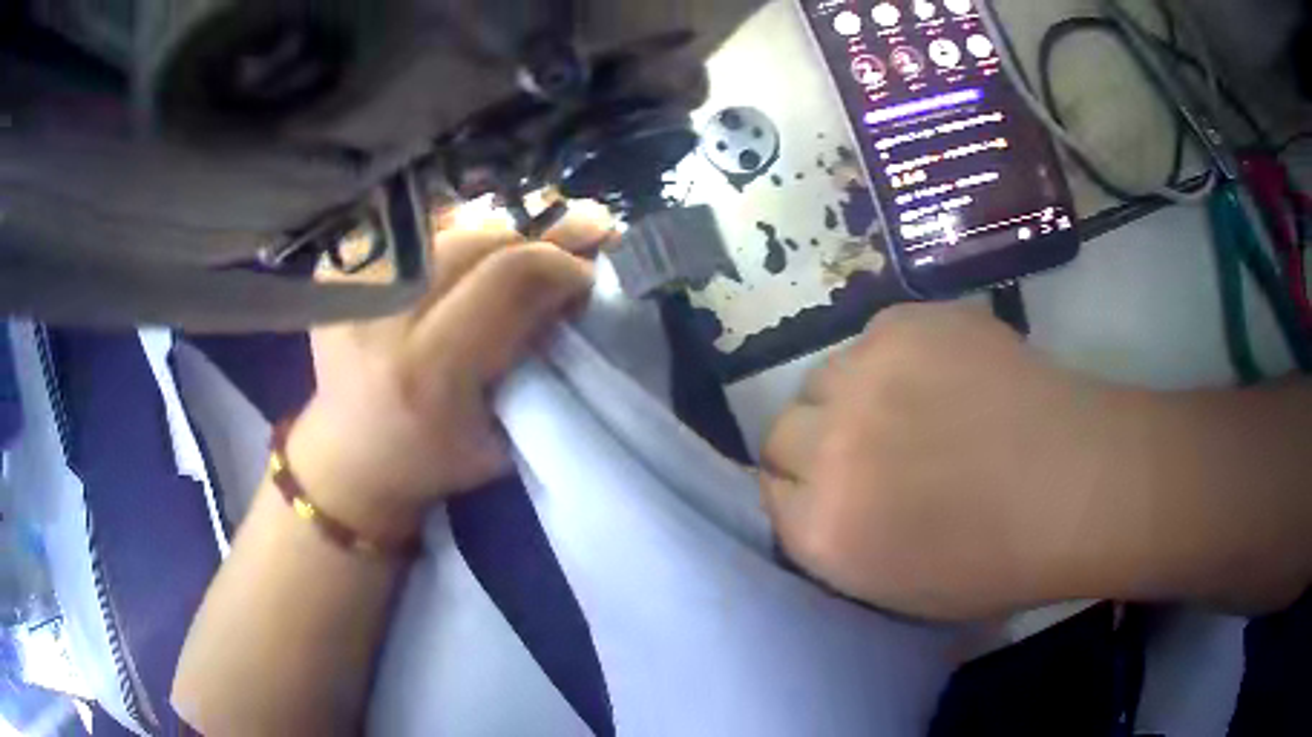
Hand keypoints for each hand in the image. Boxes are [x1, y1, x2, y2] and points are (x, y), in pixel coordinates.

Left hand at [287, 210, 606, 538]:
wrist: (350, 459)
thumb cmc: (432, 462)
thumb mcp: (502, 436)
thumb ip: (539, 361)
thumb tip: (576, 289)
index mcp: (429, 371)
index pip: (509, 277)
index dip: (560, 264)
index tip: (586, 277)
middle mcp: (384, 317)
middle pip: (480, 240)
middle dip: (533, 245)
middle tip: (560, 263)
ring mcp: (354, 290)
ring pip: (450, 229)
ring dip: (497, 241)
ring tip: (517, 262)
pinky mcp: (340, 276)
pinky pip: (416, 236)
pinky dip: (454, 240)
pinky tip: (468, 263)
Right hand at [761, 304, 1146, 620]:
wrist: (1076, 483)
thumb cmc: (995, 558)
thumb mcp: (893, 589)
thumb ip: (832, 542)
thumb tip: (809, 496)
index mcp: (822, 530)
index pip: (766, 490)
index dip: (802, 491)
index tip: (834, 490)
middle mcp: (826, 448)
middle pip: (781, 430)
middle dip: (816, 443)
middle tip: (870, 449)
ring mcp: (865, 375)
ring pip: (822, 378)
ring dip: (852, 397)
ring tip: (911, 408)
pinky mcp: (905, 323)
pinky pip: (871, 340)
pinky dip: (893, 360)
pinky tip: (943, 377)